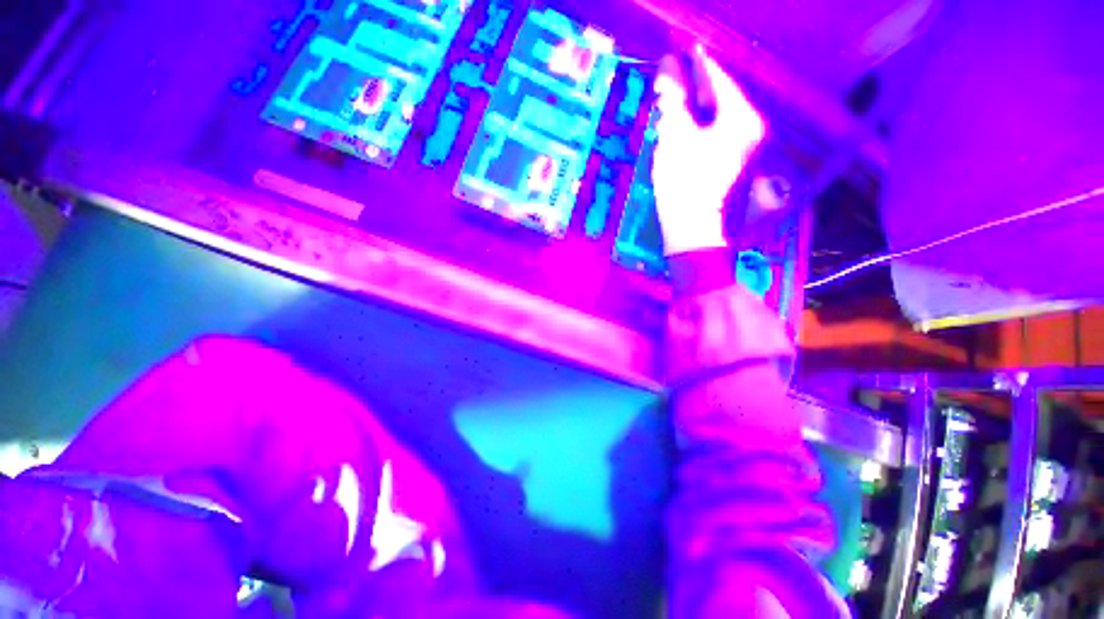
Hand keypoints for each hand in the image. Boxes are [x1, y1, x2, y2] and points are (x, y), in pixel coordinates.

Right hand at [652, 46, 765, 255]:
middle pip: (720, 97)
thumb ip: (673, 100)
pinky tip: (683, 124)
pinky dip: (699, 125)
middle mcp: (749, 127)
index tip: (684, 51)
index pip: (719, 80)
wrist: (689, 223)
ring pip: (717, 115)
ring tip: (675, 100)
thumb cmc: (682, 180)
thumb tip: (668, 69)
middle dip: (696, 87)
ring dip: (695, 107)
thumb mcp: (675, 136)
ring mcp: (742, 146)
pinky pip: (716, 131)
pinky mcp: (731, 159)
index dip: (699, 65)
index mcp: (740, 117)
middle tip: (675, 78)